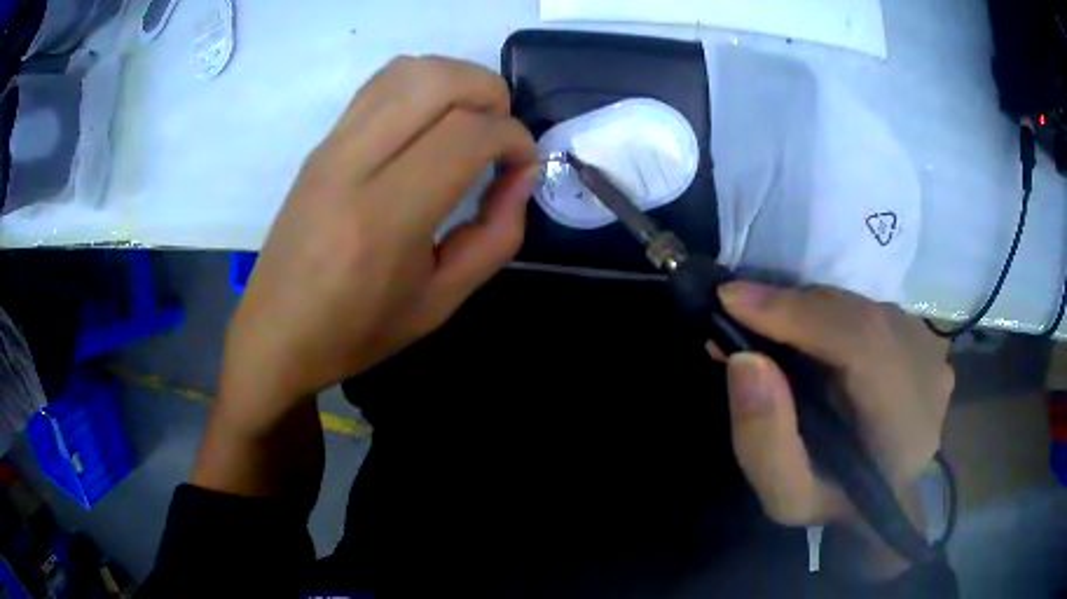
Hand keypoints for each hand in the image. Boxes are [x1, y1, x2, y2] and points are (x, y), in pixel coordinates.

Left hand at [219, 56, 538, 432]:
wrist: (277, 332)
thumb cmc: (357, 330)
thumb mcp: (441, 302)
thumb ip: (496, 237)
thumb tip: (522, 176)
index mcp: (385, 218)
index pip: (466, 134)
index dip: (513, 138)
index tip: (524, 165)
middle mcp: (353, 165)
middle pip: (438, 81)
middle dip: (490, 93)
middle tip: (502, 134)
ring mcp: (331, 146)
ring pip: (408, 70)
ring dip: (457, 81)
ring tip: (471, 122)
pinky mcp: (321, 143)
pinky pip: (380, 85)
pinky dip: (422, 85)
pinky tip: (431, 122)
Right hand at [709, 283, 953, 571]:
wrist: (879, 498)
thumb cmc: (833, 501)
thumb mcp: (786, 496)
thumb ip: (764, 439)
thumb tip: (745, 359)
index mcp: (905, 429)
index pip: (863, 345)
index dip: (800, 315)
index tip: (731, 299)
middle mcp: (929, 377)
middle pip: (862, 316)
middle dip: (794, 307)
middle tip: (737, 309)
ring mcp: (931, 351)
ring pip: (864, 306)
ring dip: (810, 309)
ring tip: (769, 326)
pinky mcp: (923, 336)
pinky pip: (870, 307)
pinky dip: (830, 313)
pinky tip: (809, 337)